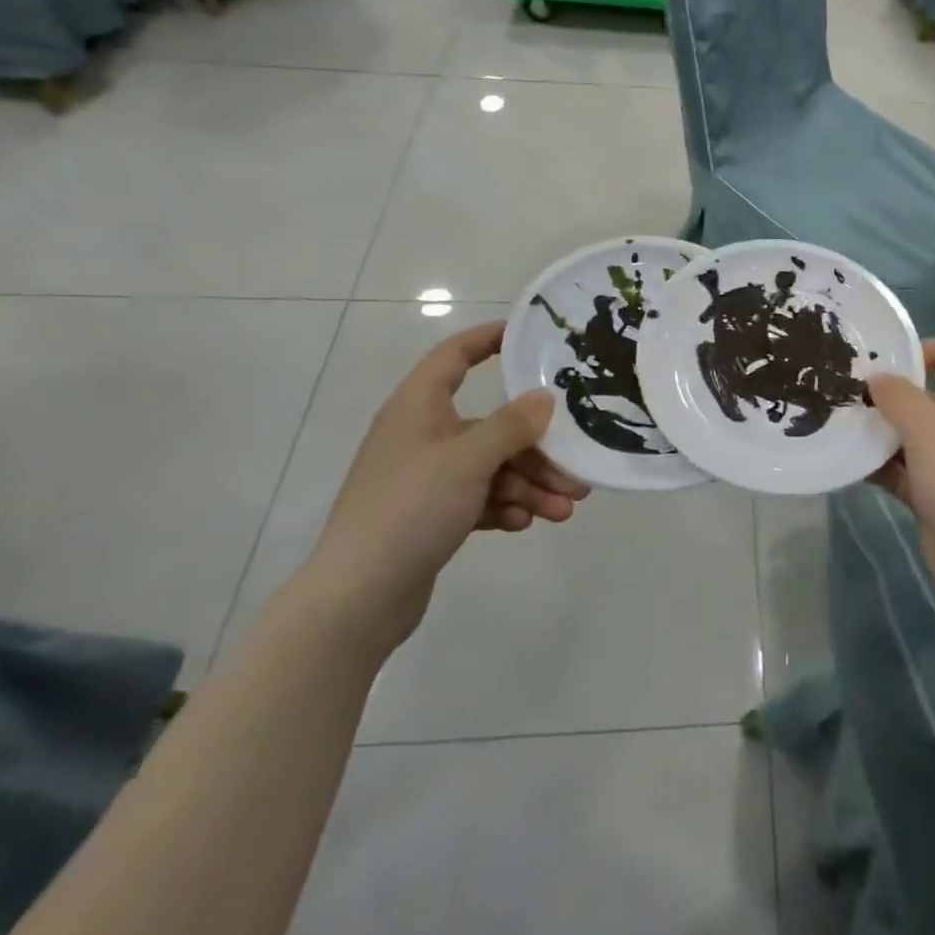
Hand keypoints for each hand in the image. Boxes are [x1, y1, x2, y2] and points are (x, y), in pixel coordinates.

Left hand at [293, 322, 589, 656]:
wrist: (357, 599)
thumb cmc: (410, 509)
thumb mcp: (468, 460)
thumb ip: (512, 425)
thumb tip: (544, 398)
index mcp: (418, 407)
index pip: (454, 356)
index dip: (488, 339)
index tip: (528, 335)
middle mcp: (422, 435)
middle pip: (491, 426)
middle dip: (536, 450)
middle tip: (576, 473)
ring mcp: (426, 478)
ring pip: (491, 467)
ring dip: (529, 485)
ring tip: (564, 510)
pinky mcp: (430, 515)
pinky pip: (478, 498)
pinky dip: (504, 507)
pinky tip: (524, 524)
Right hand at [867, 340, 934, 617]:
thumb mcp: (928, 429)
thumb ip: (899, 397)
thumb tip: (877, 378)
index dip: (934, 349)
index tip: (893, 358)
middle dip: (896, 394)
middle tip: (852, 391)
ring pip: (918, 437)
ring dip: (885, 432)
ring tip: (843, 424)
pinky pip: (910, 472)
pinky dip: (885, 467)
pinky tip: (850, 464)